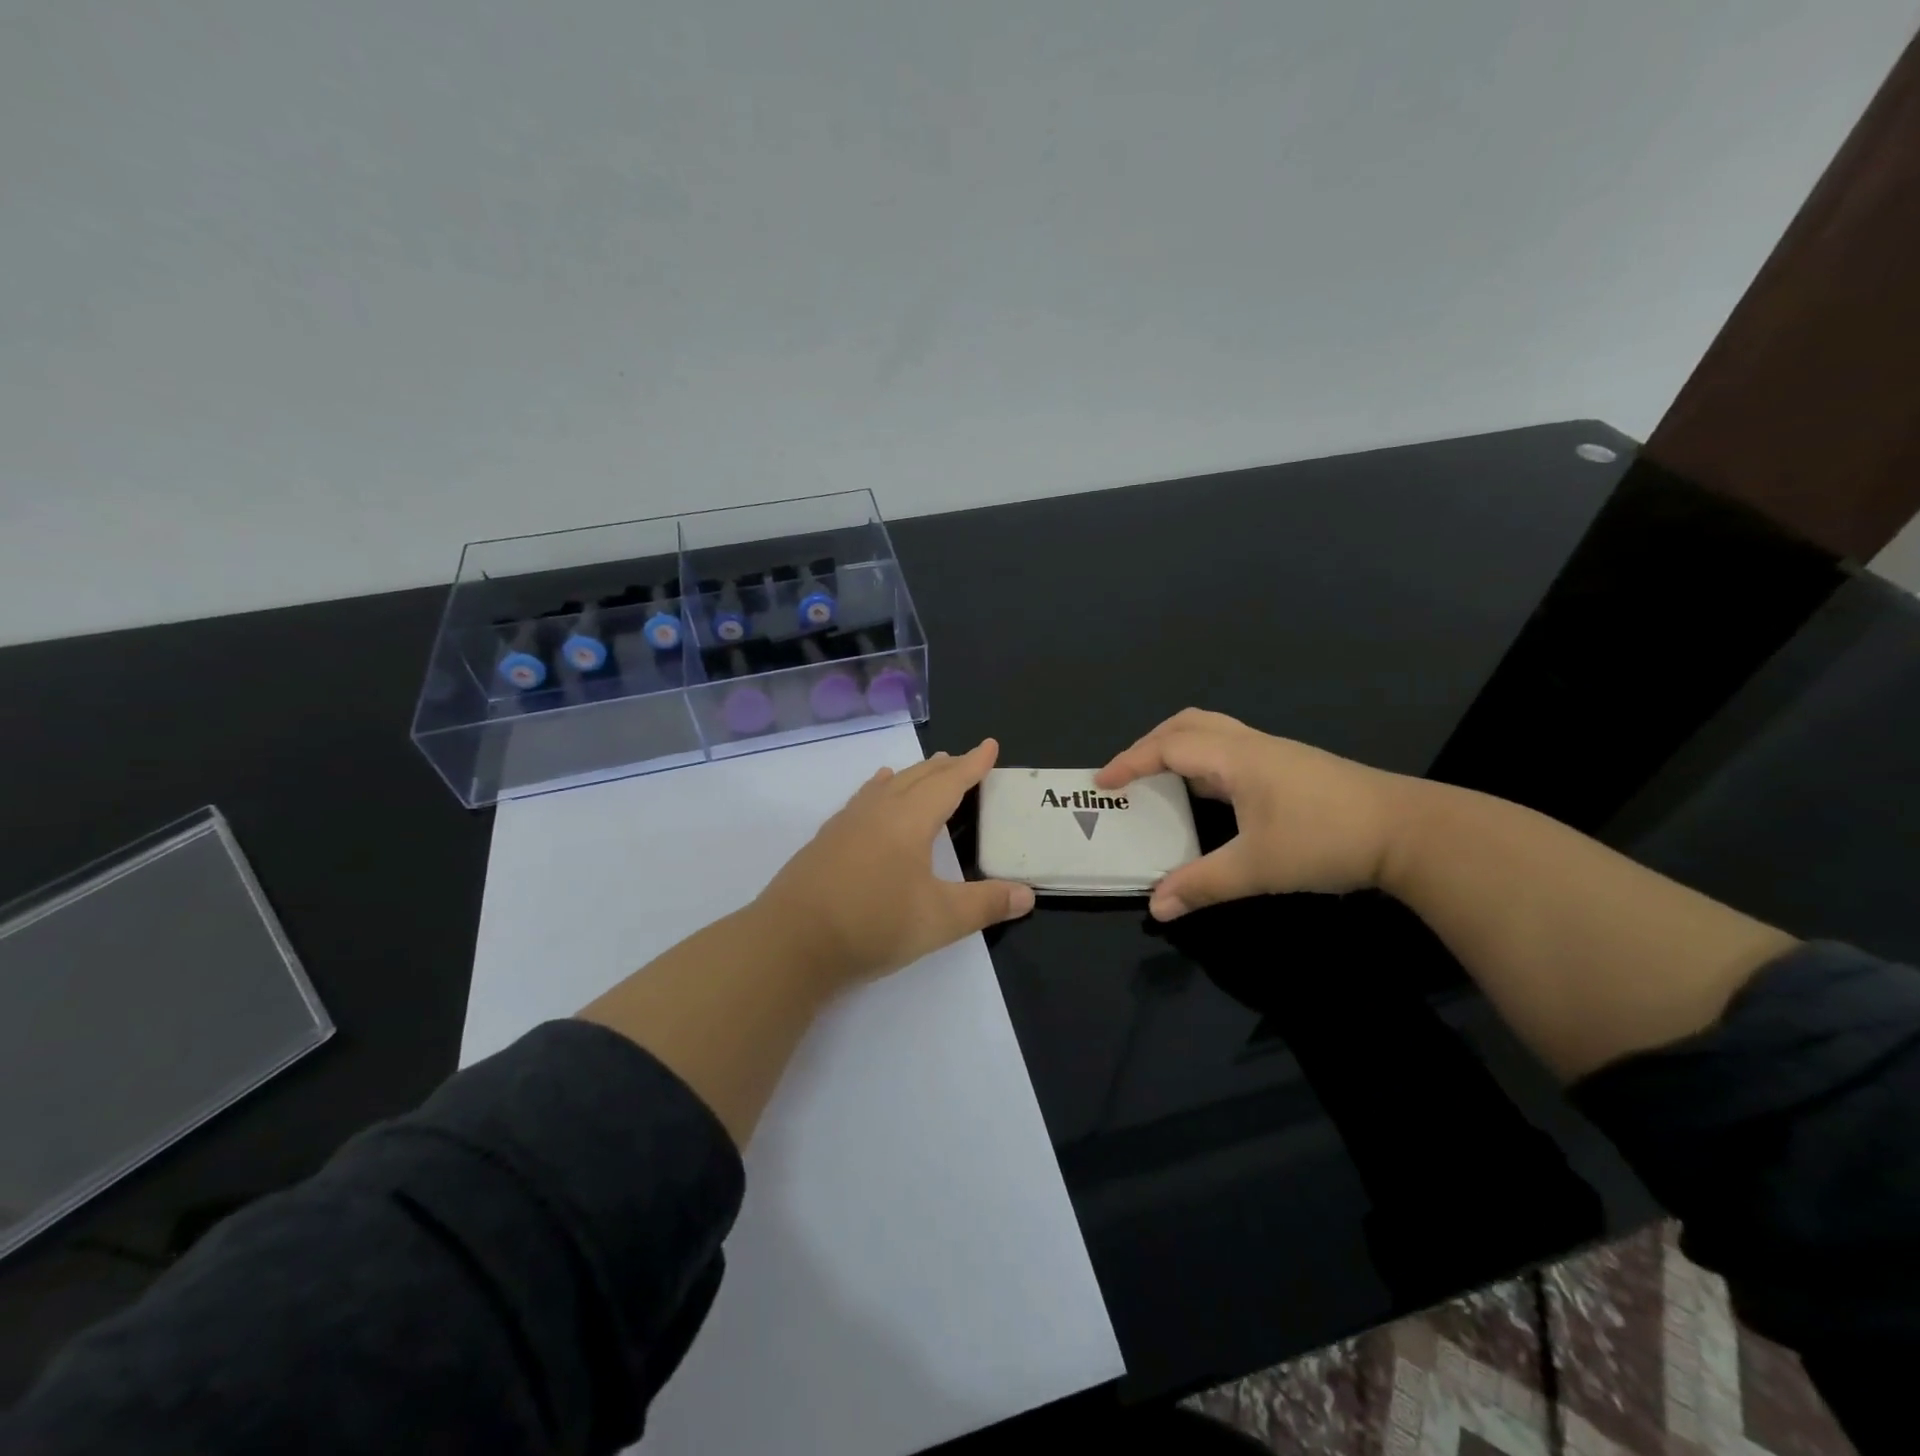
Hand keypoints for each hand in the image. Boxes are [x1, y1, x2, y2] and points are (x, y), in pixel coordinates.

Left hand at [753, 738, 1035, 987]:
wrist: (791, 942)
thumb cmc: (873, 924)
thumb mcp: (940, 920)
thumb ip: (986, 904)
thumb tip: (1028, 895)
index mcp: (909, 820)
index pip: (949, 783)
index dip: (973, 765)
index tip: (989, 745)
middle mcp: (878, 811)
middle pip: (918, 778)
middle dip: (945, 767)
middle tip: (963, 758)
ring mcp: (847, 823)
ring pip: (887, 786)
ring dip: (912, 775)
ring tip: (926, 768)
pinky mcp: (826, 841)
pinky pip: (862, 800)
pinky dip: (879, 789)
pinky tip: (874, 795)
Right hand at [1095, 708, 1409, 919]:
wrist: (1409, 832)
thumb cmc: (1326, 839)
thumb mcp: (1257, 867)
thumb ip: (1202, 884)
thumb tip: (1156, 907)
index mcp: (1235, 757)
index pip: (1168, 747)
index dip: (1130, 762)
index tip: (1101, 783)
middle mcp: (1251, 745)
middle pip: (1187, 724)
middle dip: (1149, 744)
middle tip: (1126, 773)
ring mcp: (1274, 753)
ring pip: (1212, 733)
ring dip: (1177, 747)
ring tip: (1157, 779)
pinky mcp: (1290, 768)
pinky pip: (1229, 750)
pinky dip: (1201, 760)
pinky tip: (1205, 793)